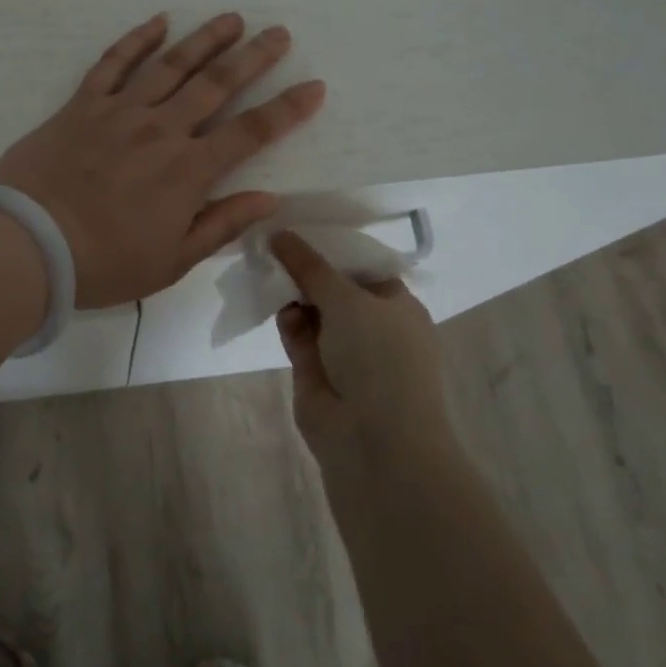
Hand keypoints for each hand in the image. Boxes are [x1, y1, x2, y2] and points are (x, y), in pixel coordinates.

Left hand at [0, 13, 324, 308]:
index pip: (251, 132)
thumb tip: (270, 198)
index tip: (313, 86)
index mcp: (188, 171)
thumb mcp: (172, 261)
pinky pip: (112, 63)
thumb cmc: (104, 263)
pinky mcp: (81, 105)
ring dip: (205, 38)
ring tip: (232, 18)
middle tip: (278, 33)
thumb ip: (222, 224)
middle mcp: (161, 130)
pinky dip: (137, 40)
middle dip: (253, 57)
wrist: (27, 246)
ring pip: (171, 64)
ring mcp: (120, 112)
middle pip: (216, 84)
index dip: (286, 109)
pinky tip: (159, 20)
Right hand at [271, 231, 451, 465]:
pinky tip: (277, 308)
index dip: (333, 249)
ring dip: (293, 295)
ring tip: (268, 270)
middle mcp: (373, 326)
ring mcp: (345, 352)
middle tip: (274, 244)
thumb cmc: (378, 356)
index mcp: (397, 305)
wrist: (374, 439)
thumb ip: (310, 265)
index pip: (363, 268)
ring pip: (313, 313)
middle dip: (307, 271)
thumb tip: (280, 233)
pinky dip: (288, 322)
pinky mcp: (317, 372)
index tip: (300, 227)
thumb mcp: (346, 298)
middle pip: (334, 289)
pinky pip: (299, 336)